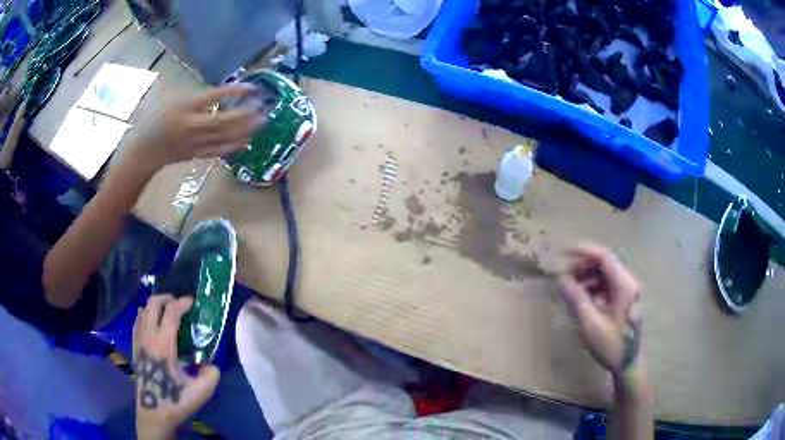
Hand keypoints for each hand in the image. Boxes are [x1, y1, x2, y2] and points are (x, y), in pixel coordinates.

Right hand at [131, 83, 265, 170]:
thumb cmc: (154, 119)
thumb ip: (194, 94)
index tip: (252, 87)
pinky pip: (216, 152)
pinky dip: (232, 147)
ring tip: (262, 123)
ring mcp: (193, 142)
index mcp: (184, 106)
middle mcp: (191, 125)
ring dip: (244, 130)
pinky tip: (246, 142)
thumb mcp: (170, 97)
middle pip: (222, 120)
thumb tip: (219, 90)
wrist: (143, 151)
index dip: (234, 92)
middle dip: (245, 115)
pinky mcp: (195, 155)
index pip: (213, 97)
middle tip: (264, 108)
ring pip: (222, 137)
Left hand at [133, 295, 219, 439]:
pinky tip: (152, 323)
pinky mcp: (135, 348)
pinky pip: (137, 322)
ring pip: (143, 310)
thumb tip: (211, 365)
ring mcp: (139, 341)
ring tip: (167, 313)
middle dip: (167, 298)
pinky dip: (145, 315)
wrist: (153, 412)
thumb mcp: (200, 392)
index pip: (170, 313)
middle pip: (153, 304)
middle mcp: (148, 337)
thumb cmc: (174, 401)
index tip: (193, 302)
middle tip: (179, 304)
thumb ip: (211, 375)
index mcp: (163, 345)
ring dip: (155, 306)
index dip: (182, 303)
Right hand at [558, 244, 642, 376]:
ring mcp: (627, 291)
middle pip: (604, 263)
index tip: (562, 252)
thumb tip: (560, 280)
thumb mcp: (591, 325)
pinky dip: (593, 286)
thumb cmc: (612, 346)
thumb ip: (576, 300)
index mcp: (624, 285)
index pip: (603, 257)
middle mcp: (628, 283)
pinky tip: (583, 298)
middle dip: (582, 264)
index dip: (583, 251)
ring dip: (587, 275)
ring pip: (605, 273)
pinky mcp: (624, 300)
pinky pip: (607, 284)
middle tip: (563, 273)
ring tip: (570, 286)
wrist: (629, 365)